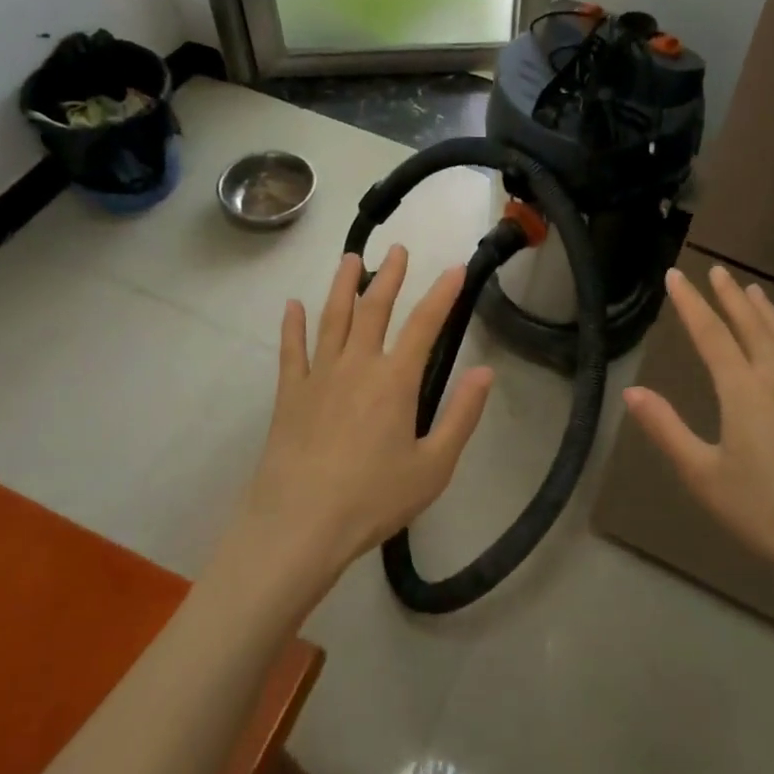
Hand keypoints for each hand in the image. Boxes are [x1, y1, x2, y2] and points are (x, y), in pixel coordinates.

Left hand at [238, 247, 493, 594]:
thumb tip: (484, 371)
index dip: (442, 294)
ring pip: (332, 318)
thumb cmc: (373, 499)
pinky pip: (291, 350)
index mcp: (395, 381)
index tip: (454, 269)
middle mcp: (356, 365)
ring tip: (350, 259)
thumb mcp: (433, 466)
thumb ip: (461, 416)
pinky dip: (292, 325)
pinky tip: (292, 306)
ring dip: (342, 286)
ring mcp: (318, 376)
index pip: (425, 325)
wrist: (299, 525)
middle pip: (374, 309)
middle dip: (389, 276)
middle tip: (397, 248)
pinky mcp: (288, 394)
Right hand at [622, 266, 773, 608]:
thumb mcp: (703, 475)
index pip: (710, 335)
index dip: (690, 303)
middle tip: (718, 271)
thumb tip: (632, 392)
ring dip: (766, 312)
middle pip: (751, 327)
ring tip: (754, 290)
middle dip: (731, 297)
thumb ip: (667, 430)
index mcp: (742, 391)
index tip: (676, 275)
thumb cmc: (764, 511)